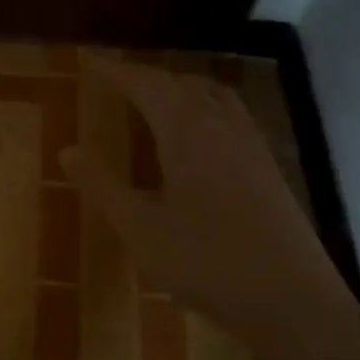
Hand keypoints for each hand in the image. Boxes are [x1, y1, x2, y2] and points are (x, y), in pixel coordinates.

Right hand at [63, 56, 359, 359]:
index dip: (116, 71)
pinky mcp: (266, 166)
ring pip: (212, 95)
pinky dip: (204, 105)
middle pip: (181, 83)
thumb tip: (67, 150)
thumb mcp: (140, 229)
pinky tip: (198, 132)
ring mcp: (250, 145)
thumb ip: (102, 186)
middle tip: (115, 79)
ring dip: (178, 87)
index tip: (89, 60)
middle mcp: (222, 127)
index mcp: (188, 134)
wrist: (291, 299)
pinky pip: (230, 114)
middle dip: (146, 75)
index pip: (147, 85)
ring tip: (154, 96)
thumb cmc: (206, 263)